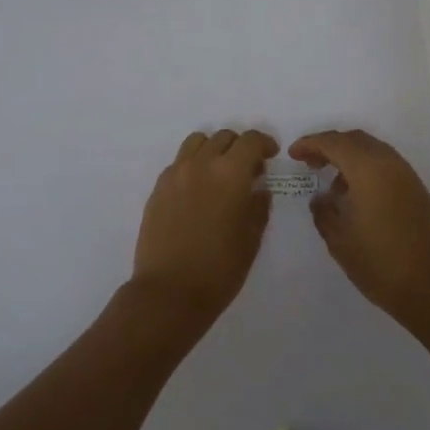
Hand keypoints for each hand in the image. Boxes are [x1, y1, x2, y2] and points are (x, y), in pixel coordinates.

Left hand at [130, 129, 278, 327]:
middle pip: (224, 137)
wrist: (169, 292)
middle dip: (240, 147)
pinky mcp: (158, 188)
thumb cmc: (219, 269)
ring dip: (213, 150)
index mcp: (230, 173)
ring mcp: (175, 174)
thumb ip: (258, 207)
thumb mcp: (251, 239)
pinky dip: (193, 165)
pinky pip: (179, 162)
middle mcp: (201, 164)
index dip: (264, 143)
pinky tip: (197, 190)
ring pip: (197, 142)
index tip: (270, 155)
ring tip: (219, 173)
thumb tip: (258, 189)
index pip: (250, 140)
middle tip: (248, 170)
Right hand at [288, 129, 429, 322]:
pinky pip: (386, 166)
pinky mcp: (417, 190)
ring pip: (373, 151)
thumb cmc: (381, 263)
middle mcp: (389, 163)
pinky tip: (356, 197)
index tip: (293, 154)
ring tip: (332, 185)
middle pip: (355, 140)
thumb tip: (321, 198)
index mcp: (368, 169)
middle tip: (310, 164)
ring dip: (349, 158)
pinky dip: (366, 170)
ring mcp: (407, 175)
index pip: (333, 142)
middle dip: (330, 147)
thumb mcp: (340, 240)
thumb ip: (324, 213)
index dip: (310, 144)